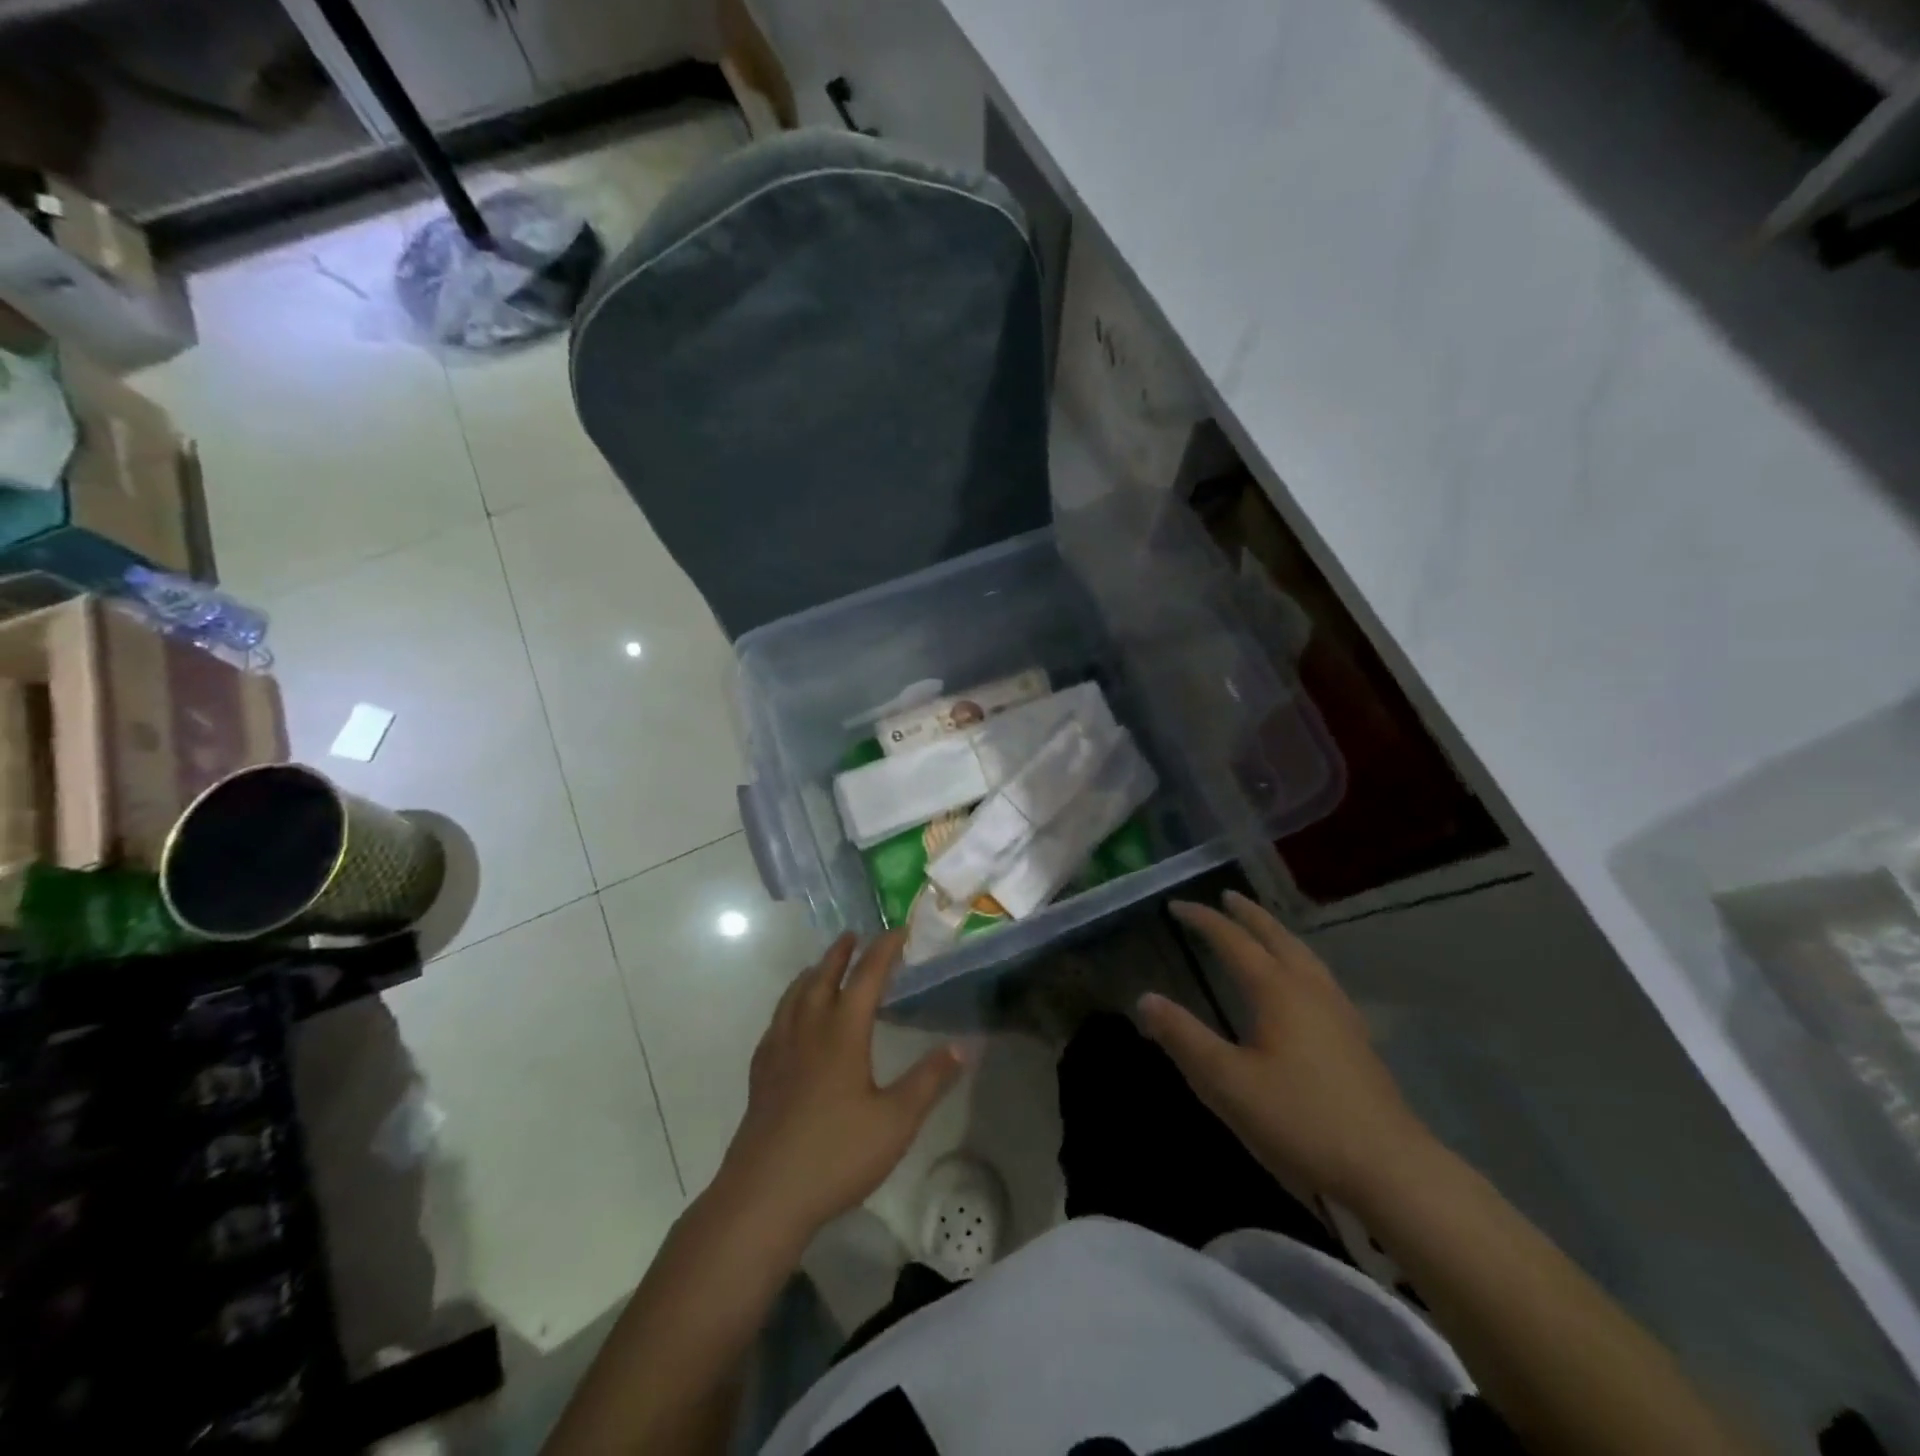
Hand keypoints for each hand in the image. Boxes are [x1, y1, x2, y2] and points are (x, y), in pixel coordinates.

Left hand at [713, 931, 965, 1249]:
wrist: (764, 1196)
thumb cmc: (836, 1154)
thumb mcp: (896, 1121)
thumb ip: (930, 1080)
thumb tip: (963, 1045)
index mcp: (842, 1033)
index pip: (866, 977)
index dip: (884, 951)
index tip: (900, 932)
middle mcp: (808, 1030)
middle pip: (823, 978)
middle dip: (841, 953)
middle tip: (853, 936)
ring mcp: (779, 1051)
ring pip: (794, 996)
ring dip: (812, 974)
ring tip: (821, 967)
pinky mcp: (762, 1074)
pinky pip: (776, 1022)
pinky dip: (789, 1005)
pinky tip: (790, 1021)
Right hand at [1138, 892, 1433, 1205]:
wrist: (1391, 1170)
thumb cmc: (1300, 1120)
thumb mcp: (1227, 1083)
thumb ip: (1183, 1038)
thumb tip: (1145, 999)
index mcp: (1278, 991)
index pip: (1234, 942)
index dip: (1204, 921)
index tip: (1176, 906)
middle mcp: (1310, 990)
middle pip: (1277, 938)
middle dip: (1249, 915)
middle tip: (1228, 896)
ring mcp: (1340, 1014)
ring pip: (1305, 956)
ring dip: (1278, 935)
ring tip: (1264, 930)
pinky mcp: (1356, 1040)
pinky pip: (1320, 978)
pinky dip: (1299, 961)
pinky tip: (1302, 985)